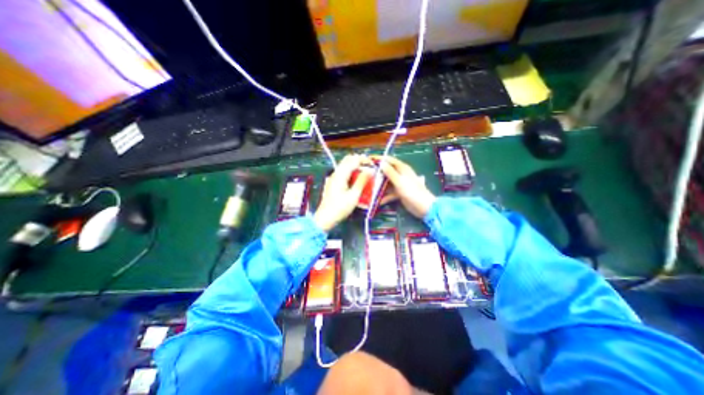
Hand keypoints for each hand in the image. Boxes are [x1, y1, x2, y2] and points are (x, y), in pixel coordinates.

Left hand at [312, 154, 368, 231]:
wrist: (325, 218)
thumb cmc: (340, 208)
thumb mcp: (354, 196)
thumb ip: (362, 182)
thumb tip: (370, 171)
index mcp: (341, 175)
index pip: (354, 160)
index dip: (364, 160)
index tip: (373, 165)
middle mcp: (336, 173)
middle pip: (348, 160)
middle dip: (359, 161)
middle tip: (369, 167)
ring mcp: (333, 177)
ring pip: (345, 165)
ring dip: (355, 166)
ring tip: (365, 174)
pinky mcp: (333, 183)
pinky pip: (343, 172)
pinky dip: (351, 172)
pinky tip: (356, 180)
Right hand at [374, 156, 434, 218]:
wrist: (423, 207)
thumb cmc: (412, 192)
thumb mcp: (399, 181)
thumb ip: (390, 172)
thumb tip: (381, 163)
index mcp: (402, 168)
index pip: (389, 160)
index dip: (380, 159)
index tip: (369, 159)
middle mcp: (400, 175)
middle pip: (386, 171)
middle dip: (377, 173)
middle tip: (365, 175)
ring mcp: (400, 184)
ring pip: (387, 183)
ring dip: (379, 186)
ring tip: (368, 188)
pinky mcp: (399, 193)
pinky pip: (389, 193)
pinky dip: (384, 196)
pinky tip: (377, 201)